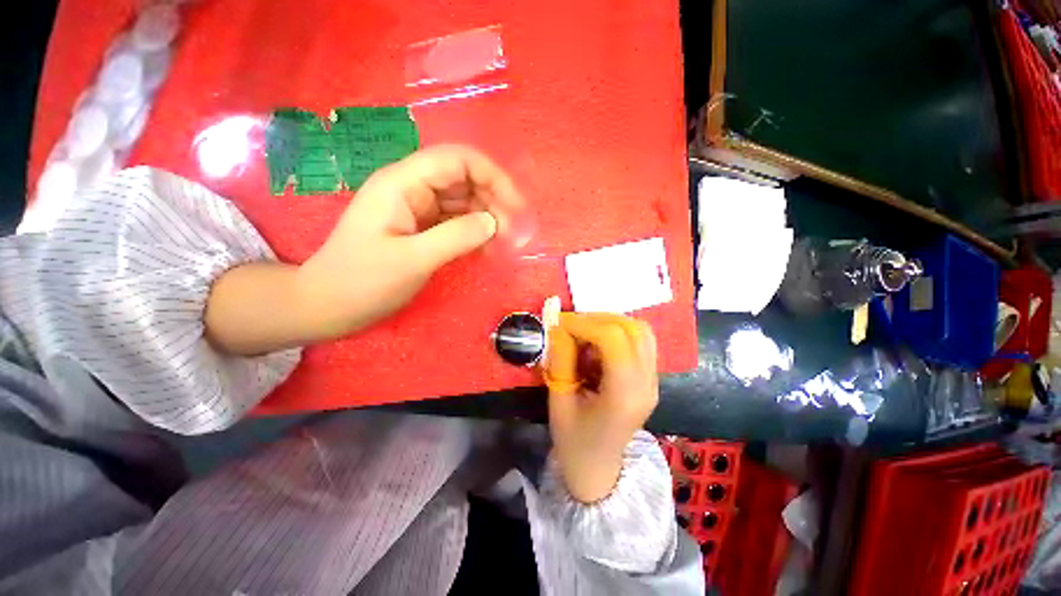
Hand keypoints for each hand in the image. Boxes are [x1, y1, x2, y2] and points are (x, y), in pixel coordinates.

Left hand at [296, 144, 524, 339]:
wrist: (329, 305)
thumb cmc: (363, 281)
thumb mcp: (412, 260)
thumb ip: (456, 237)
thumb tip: (494, 222)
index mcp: (403, 183)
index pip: (457, 160)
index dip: (492, 176)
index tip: (515, 207)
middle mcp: (412, 188)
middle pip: (464, 179)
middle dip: (493, 201)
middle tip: (513, 234)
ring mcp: (418, 209)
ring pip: (463, 202)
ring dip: (487, 219)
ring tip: (504, 245)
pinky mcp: (422, 228)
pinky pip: (456, 223)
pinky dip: (475, 234)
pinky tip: (487, 250)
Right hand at [544, 313, 658, 502]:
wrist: (598, 469)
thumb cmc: (573, 441)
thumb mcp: (559, 402)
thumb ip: (561, 361)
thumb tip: (559, 327)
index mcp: (624, 395)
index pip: (614, 339)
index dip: (585, 324)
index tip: (560, 325)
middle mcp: (647, 384)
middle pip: (632, 329)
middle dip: (597, 319)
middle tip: (571, 327)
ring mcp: (653, 380)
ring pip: (640, 331)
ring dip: (610, 324)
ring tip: (584, 334)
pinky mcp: (650, 378)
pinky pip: (640, 341)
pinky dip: (617, 333)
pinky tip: (597, 346)